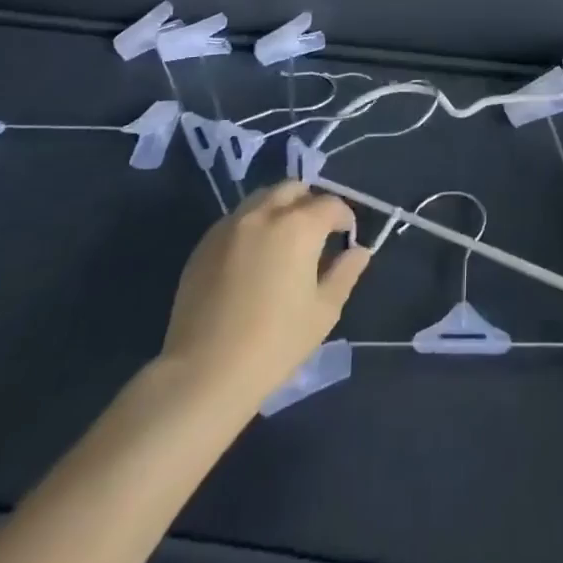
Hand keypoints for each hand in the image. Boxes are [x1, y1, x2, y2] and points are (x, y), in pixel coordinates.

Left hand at [154, 181, 370, 410]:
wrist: (204, 373)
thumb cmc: (274, 344)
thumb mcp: (323, 311)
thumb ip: (345, 273)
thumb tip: (358, 251)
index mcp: (298, 226)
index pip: (330, 204)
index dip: (345, 218)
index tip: (346, 238)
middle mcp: (264, 214)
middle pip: (294, 188)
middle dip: (310, 203)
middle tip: (316, 234)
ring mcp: (230, 226)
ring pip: (262, 198)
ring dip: (280, 209)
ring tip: (284, 242)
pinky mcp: (205, 243)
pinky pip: (237, 219)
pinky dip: (253, 225)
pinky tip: (253, 259)